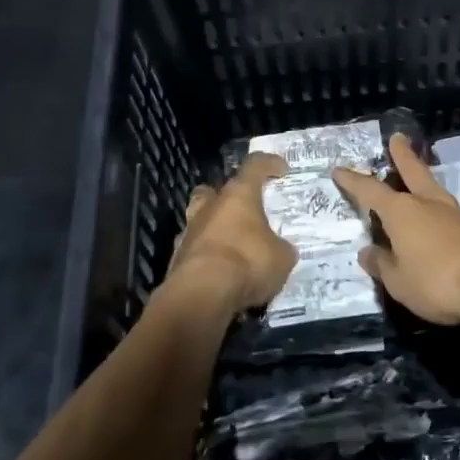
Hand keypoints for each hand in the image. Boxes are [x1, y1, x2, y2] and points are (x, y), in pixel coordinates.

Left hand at [164, 152, 296, 316]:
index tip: (282, 169)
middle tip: (242, 211)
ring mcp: (189, 232)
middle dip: (226, 197)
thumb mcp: (282, 258)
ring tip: (231, 245)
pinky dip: (206, 257)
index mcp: (238, 196)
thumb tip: (280, 250)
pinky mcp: (176, 259)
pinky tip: (219, 272)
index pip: (255, 166)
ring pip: (199, 219)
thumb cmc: (247, 263)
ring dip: (214, 228)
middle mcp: (210, 207)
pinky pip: (194, 250)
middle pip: (213, 190)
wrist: (201, 294)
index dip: (269, 164)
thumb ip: (282, 249)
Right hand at [332, 135, 459, 324]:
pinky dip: (439, 214)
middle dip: (402, 155)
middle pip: (412, 171)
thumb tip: (368, 251)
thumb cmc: (437, 281)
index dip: (353, 181)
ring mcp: (456, 213)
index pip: (370, 190)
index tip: (339, 169)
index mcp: (402, 212)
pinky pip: (450, 214)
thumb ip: (382, 264)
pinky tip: (440, 226)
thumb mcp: (398, 282)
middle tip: (397, 137)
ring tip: (418, 185)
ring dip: (423, 183)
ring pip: (434, 190)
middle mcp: (428, 203)